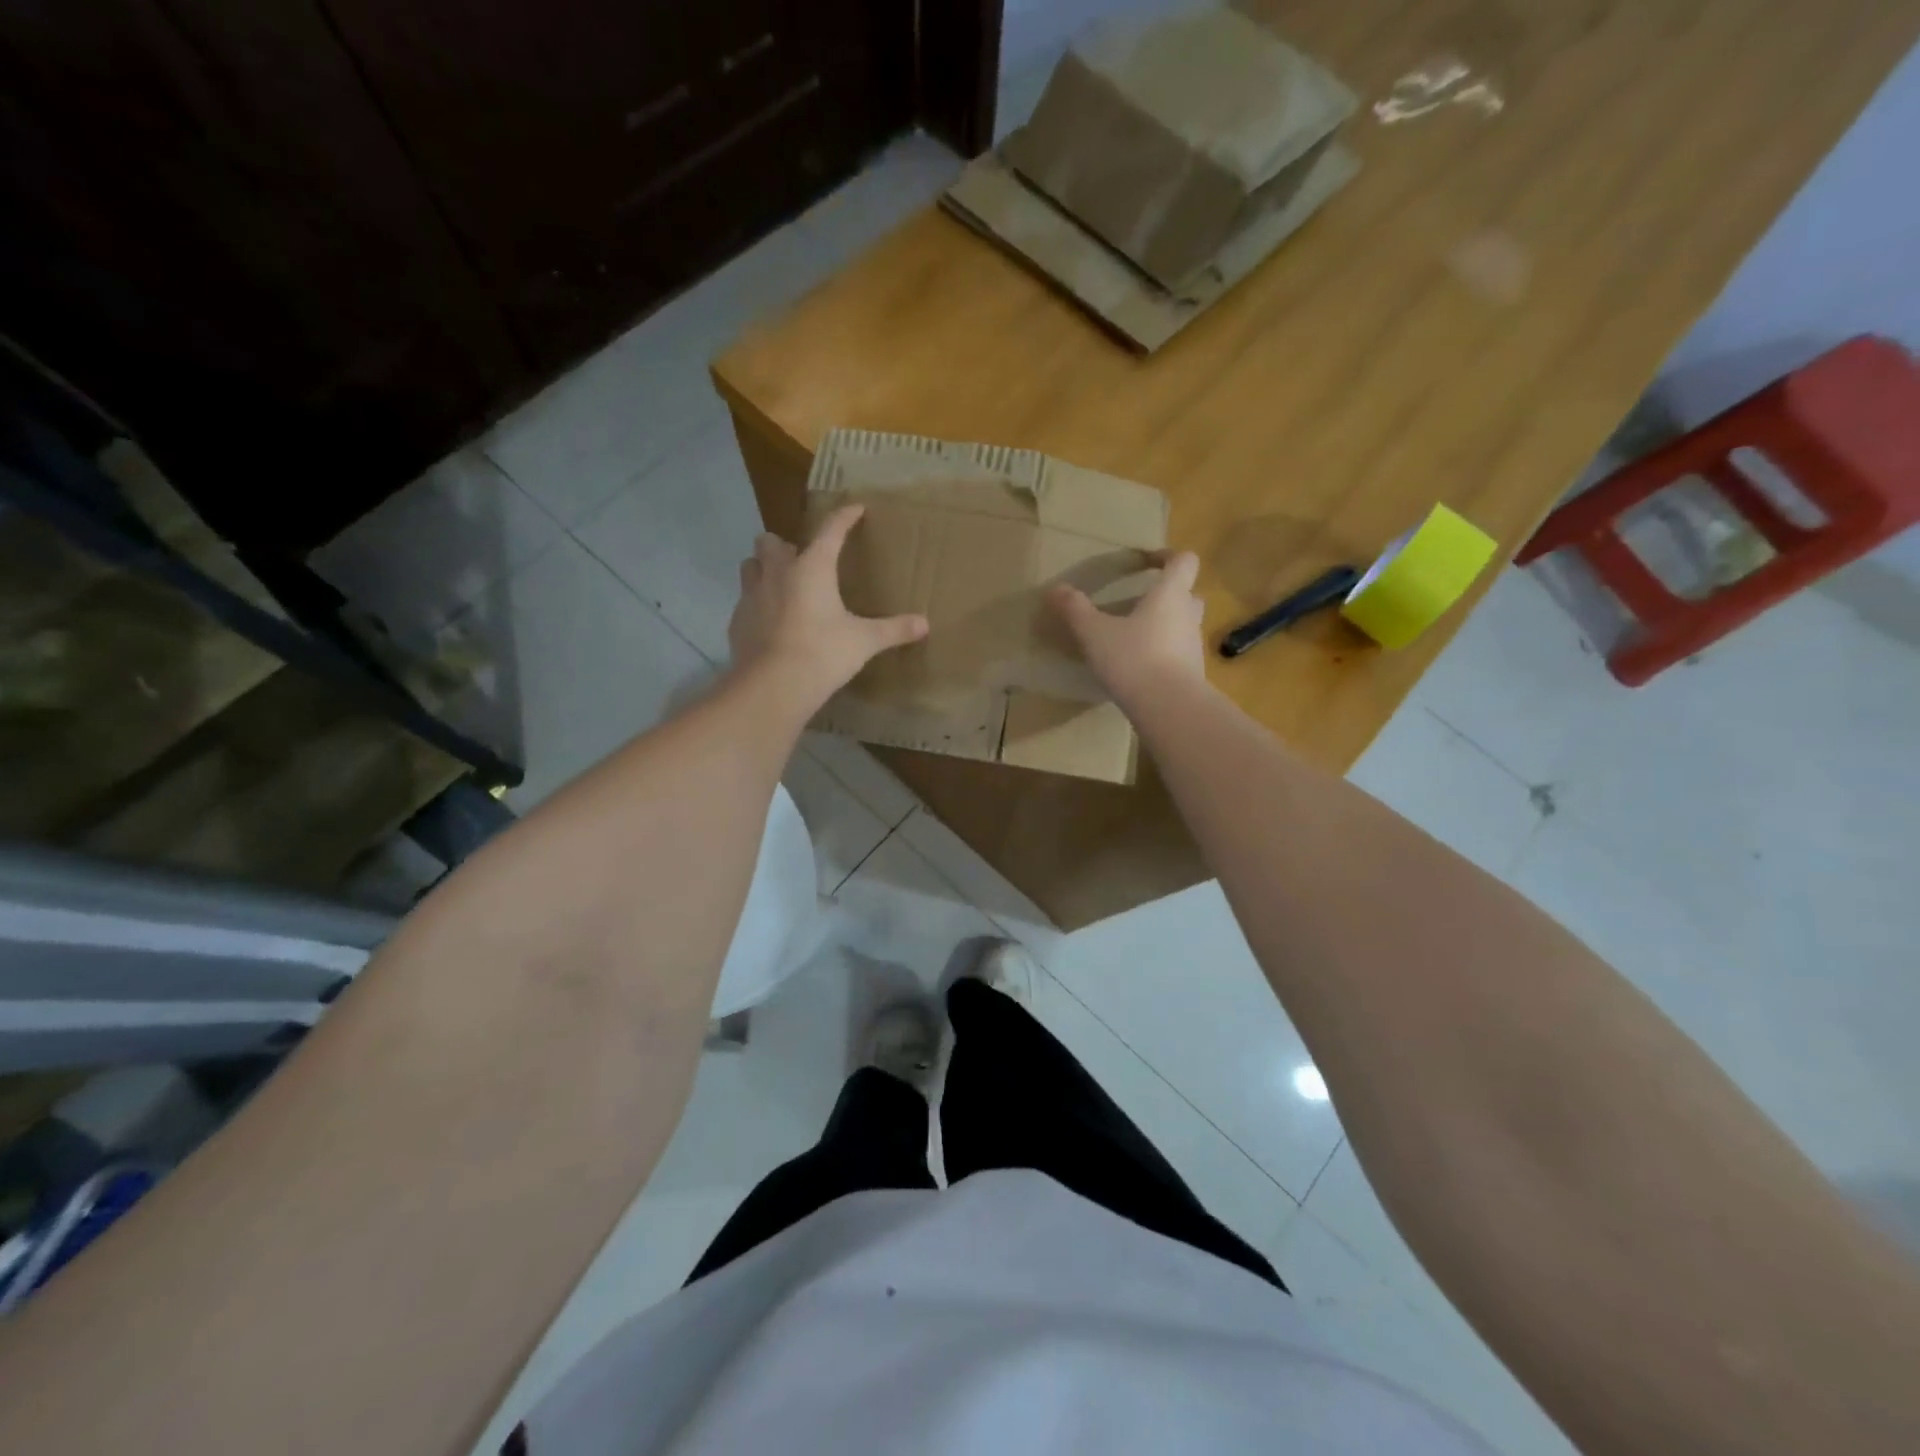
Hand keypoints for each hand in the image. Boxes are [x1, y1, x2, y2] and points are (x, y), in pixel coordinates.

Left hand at [728, 505, 928, 711]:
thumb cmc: (823, 653)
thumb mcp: (864, 641)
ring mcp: (751, 596)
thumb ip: (893, 630)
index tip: (855, 509)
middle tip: (802, 561)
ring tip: (781, 586)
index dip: (844, 517)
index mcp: (812, 568)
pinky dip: (757, 605)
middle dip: (784, 545)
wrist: (773, 686)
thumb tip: (924, 625)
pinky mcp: (737, 622)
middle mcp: (777, 573)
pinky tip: (771, 623)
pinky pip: (745, 602)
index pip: (830, 531)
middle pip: (771, 541)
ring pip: (750, 566)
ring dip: (764, 569)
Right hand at [1048, 550, 1206, 708]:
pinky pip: (1180, 652)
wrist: (1169, 708)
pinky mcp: (1193, 673)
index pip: (1183, 561)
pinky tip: (1140, 666)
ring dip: (1166, 624)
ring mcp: (1194, 645)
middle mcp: (1188, 615)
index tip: (1145, 562)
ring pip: (1184, 624)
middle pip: (1188, 593)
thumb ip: (1075, 609)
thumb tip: (1055, 589)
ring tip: (1135, 636)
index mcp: (1170, 594)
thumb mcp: (1094, 633)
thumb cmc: (1133, 659)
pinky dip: (1164, 652)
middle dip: (1167, 593)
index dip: (1166, 556)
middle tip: (1140, 601)